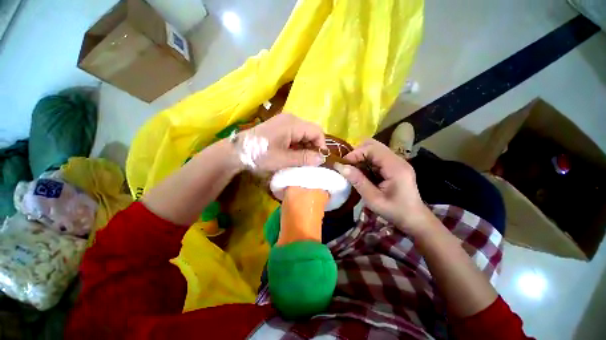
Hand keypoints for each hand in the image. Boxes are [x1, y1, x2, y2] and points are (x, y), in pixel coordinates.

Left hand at [236, 113, 326, 171]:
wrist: (237, 151)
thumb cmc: (260, 154)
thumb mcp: (284, 159)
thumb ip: (304, 158)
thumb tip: (321, 159)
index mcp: (293, 124)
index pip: (317, 131)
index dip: (321, 145)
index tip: (320, 160)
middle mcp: (291, 119)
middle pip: (311, 131)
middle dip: (313, 147)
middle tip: (311, 162)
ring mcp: (285, 122)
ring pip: (303, 134)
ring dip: (305, 147)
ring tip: (302, 160)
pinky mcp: (280, 127)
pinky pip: (295, 135)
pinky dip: (298, 145)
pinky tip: (294, 155)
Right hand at [334, 139, 429, 234]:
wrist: (414, 219)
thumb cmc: (394, 211)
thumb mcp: (373, 199)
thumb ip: (358, 181)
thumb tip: (341, 167)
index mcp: (395, 167)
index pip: (372, 148)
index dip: (355, 153)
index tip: (343, 164)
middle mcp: (397, 160)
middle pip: (374, 145)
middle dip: (357, 153)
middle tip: (347, 165)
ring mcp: (396, 162)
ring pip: (374, 150)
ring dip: (361, 157)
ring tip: (352, 169)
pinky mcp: (394, 166)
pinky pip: (377, 158)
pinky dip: (366, 162)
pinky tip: (361, 173)